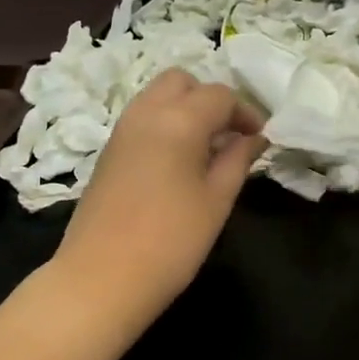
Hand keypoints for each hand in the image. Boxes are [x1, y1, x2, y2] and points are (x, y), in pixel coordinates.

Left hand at [56, 70, 267, 318]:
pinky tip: (177, 161)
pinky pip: (141, 117)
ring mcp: (121, 130)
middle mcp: (146, 112)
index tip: (259, 139)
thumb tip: (254, 138)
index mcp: (178, 119)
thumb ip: (237, 160)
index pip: (219, 95)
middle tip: (228, 135)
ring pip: (157, 95)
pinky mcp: (108, 150)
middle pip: (181, 81)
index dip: (245, 112)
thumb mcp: (216, 201)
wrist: (100, 278)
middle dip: (209, 98)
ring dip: (184, 108)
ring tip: (205, 149)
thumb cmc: (170, 242)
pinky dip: (164, 123)